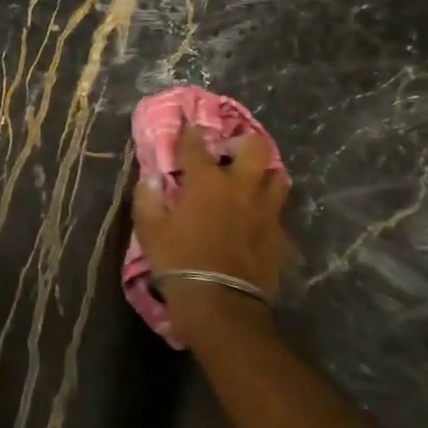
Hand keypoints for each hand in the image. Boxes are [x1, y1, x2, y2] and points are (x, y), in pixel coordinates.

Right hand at [132, 123, 292, 299]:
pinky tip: (255, 216)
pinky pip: (278, 210)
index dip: (190, 133)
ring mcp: (266, 210)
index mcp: (207, 182)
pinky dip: (266, 207)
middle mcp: (241, 187)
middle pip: (254, 148)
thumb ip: (148, 198)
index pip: (197, 146)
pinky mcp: (279, 234)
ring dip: (262, 174)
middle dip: (241, 143)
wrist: (221, 302)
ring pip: (276, 176)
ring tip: (248, 182)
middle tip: (228, 153)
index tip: (188, 126)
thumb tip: (152, 180)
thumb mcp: (150, 229)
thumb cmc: (178, 260)